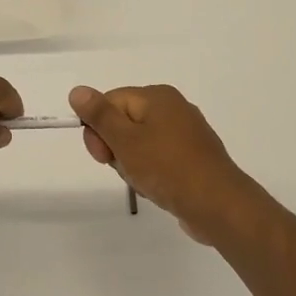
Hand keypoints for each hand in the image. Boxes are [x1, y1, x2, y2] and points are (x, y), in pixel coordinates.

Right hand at [69, 84, 266, 243]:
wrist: (218, 205)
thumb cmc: (167, 168)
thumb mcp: (125, 140)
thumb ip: (99, 115)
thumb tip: (77, 90)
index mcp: (157, 96)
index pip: (110, 102)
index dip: (98, 129)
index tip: (102, 156)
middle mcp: (173, 108)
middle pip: (124, 122)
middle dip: (116, 148)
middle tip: (125, 169)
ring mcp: (185, 133)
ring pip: (139, 144)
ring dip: (132, 164)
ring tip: (144, 182)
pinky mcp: (192, 157)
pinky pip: (158, 159)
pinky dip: (151, 173)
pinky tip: (157, 189)